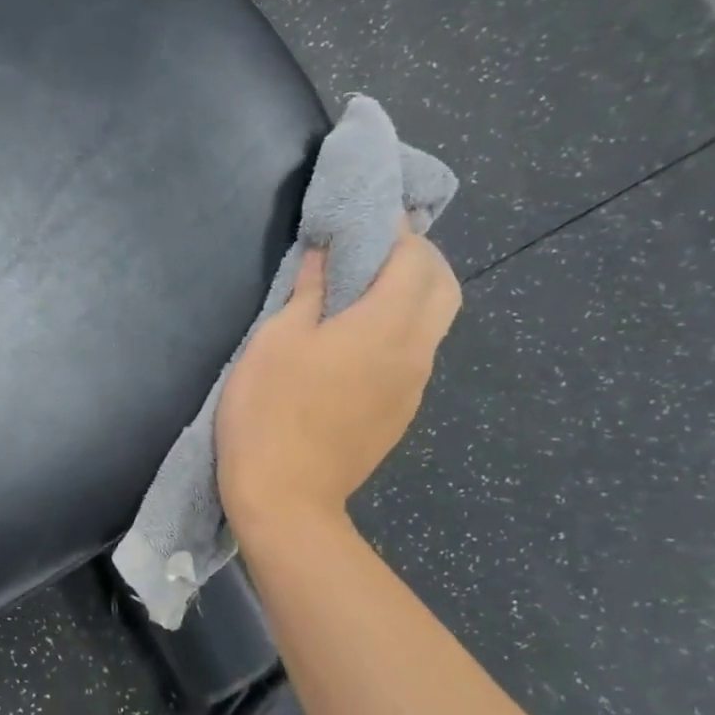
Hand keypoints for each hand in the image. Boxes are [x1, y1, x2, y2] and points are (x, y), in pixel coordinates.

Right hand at [216, 227, 460, 537]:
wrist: (286, 499)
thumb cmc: (270, 411)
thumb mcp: (276, 341)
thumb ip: (308, 291)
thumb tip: (325, 253)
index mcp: (387, 325)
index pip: (414, 258)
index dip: (395, 230)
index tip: (367, 216)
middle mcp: (415, 352)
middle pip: (443, 287)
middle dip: (419, 257)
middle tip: (374, 250)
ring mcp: (412, 388)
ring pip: (433, 324)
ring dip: (412, 295)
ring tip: (364, 290)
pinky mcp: (399, 415)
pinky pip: (414, 356)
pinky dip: (400, 330)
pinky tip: (358, 342)